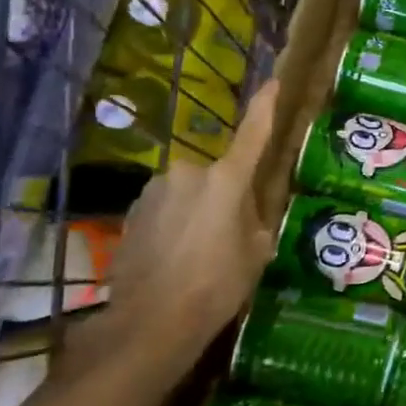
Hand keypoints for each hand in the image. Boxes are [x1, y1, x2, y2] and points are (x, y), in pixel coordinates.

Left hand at [98, 79, 279, 374]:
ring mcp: (155, 191)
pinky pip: (163, 210)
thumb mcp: (255, 253)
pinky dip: (172, 226)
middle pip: (217, 177)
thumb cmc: (217, 285)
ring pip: (188, 194)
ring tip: (197, 255)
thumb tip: (246, 214)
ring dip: (195, 212)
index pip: (252, 134)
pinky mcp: (131, 212)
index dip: (265, 107)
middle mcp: (188, 173)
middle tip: (228, 236)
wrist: (150, 322)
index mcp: (226, 180)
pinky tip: (172, 260)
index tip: (273, 82)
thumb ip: (254, 221)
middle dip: (224, 197)